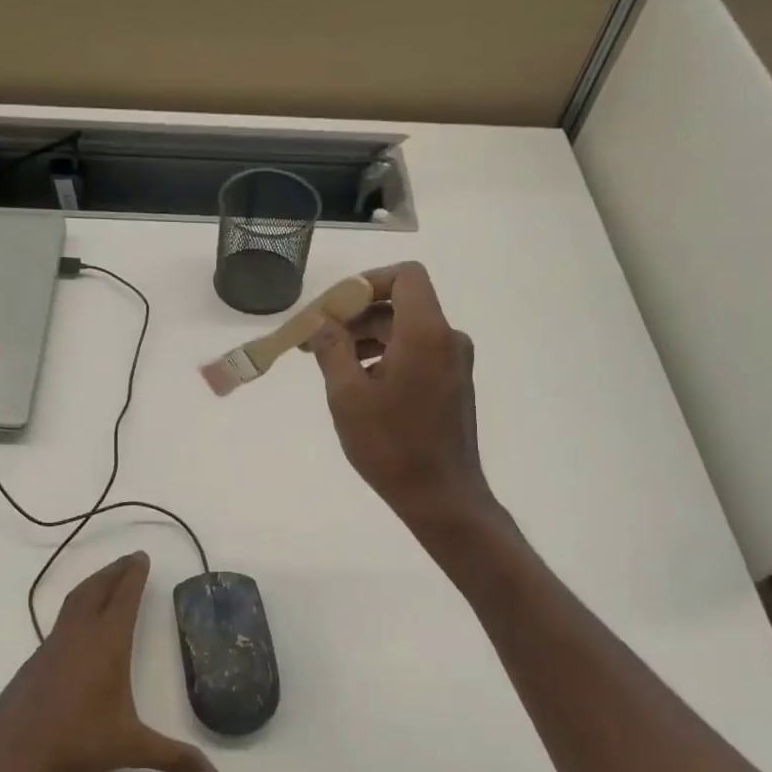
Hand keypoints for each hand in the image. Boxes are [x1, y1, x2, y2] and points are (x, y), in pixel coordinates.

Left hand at [0, 551, 219, 771]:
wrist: (10, 750)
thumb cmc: (75, 739)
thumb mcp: (130, 748)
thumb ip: (173, 759)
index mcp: (107, 644)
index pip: (123, 598)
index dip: (134, 576)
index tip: (142, 556)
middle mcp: (80, 635)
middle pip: (97, 589)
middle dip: (115, 571)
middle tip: (129, 559)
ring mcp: (54, 645)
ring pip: (75, 601)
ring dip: (94, 584)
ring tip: (105, 580)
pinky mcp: (37, 660)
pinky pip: (62, 620)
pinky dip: (77, 606)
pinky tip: (78, 624)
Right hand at [308, 262, 494, 529]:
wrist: (441, 496)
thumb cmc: (391, 446)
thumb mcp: (347, 396)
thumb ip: (332, 349)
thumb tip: (322, 322)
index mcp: (425, 333)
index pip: (405, 276)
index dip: (367, 282)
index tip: (334, 307)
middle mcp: (447, 338)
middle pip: (402, 304)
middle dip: (357, 315)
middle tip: (317, 339)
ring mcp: (454, 363)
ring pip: (407, 331)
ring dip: (369, 338)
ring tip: (331, 364)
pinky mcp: (453, 384)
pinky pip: (417, 353)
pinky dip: (387, 356)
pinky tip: (360, 384)